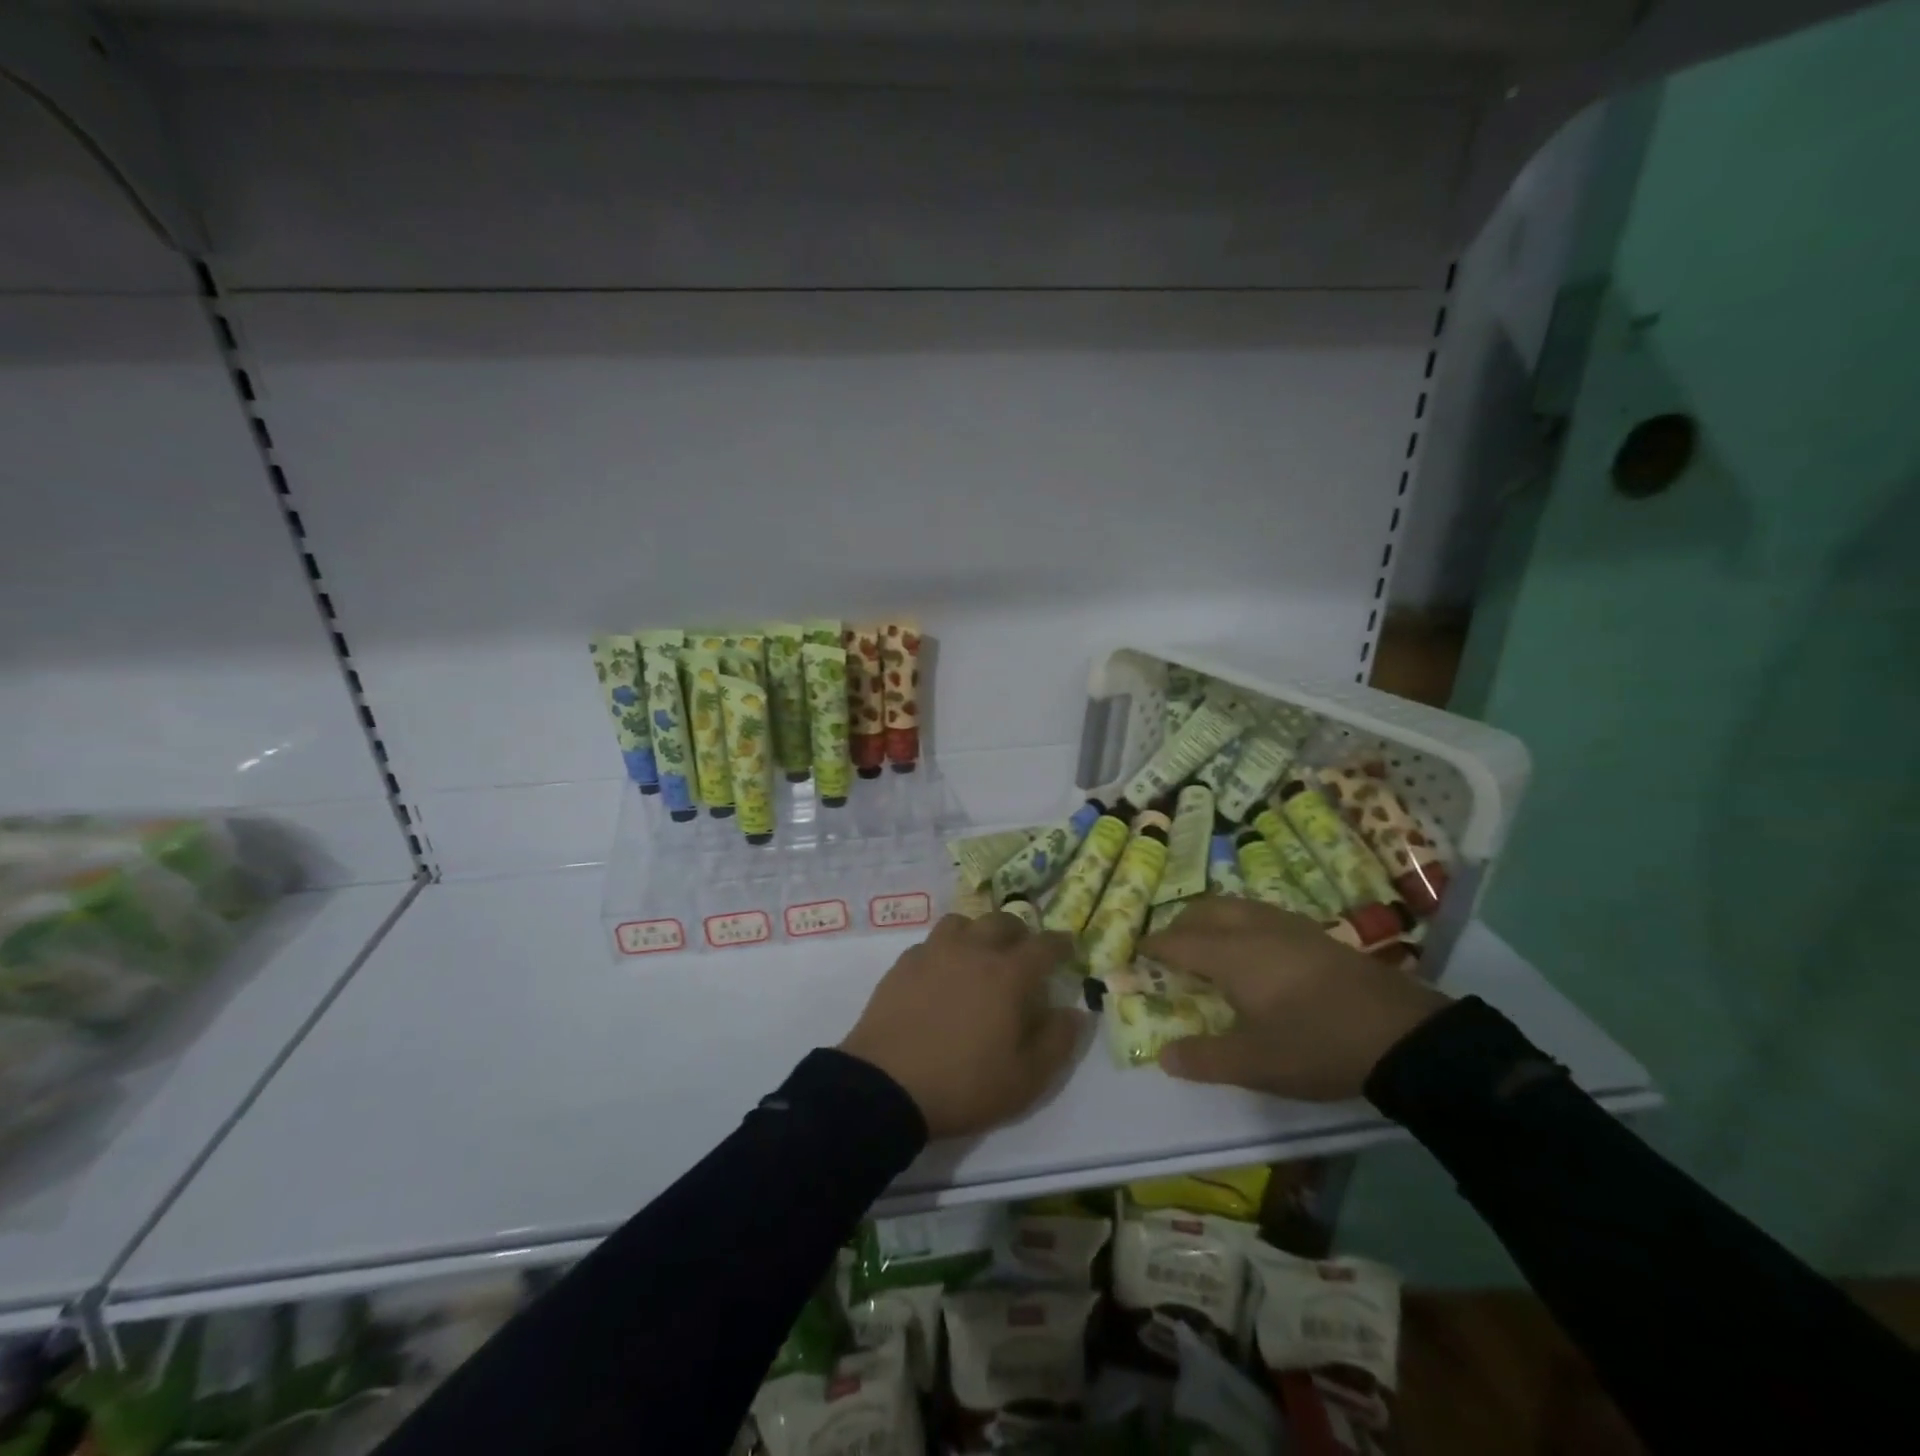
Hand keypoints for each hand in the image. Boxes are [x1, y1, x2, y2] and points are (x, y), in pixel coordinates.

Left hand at [840, 912, 1082, 1139]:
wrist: (887, 1086)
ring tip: (981, 955)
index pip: (1044, 946)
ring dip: (979, 932)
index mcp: (1008, 974)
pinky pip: (932, 942)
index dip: (1060, 944)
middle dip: (1020, 932)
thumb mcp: (1026, 1079)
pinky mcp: (903, 964)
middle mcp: (973, 951)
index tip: (1068, 946)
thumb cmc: (964, 1084)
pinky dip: (946, 948)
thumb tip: (1075, 1012)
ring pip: (963, 922)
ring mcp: (934, 952)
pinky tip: (943, 972)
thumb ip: (1058, 1041)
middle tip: (1024, 952)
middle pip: (1002, 922)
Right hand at [1138, 897, 1450, 1099]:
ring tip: (1207, 944)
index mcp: (1231, 954)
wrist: (1402, 1035)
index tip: (1136, 953)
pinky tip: (1255, 948)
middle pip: (1204, 912)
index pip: (1178, 941)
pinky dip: (1240, 922)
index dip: (1153, 946)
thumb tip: (1163, 1056)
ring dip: (1211, 919)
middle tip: (1169, 949)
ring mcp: (1288, 926)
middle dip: (1180, 925)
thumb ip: (1204, 1059)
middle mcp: (1253, 929)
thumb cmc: (1317, 1045)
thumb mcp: (1255, 1064)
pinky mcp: (1315, 933)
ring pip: (1235, 906)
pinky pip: (1260, 913)